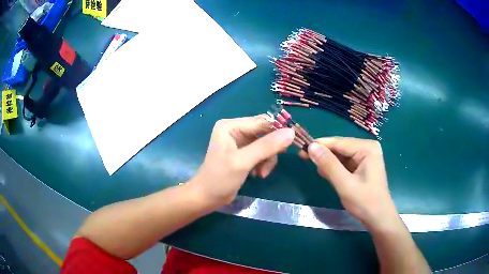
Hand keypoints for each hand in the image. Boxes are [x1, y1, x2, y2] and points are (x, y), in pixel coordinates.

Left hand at [189, 116, 294, 207]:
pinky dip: (263, 163)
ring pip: (266, 144)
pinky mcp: (244, 153)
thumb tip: (291, 132)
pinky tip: (258, 174)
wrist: (208, 197)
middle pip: (265, 133)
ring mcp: (240, 142)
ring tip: (262, 173)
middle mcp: (236, 130)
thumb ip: (266, 146)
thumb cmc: (220, 178)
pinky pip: (262, 153)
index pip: (261, 121)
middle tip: (276, 160)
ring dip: (268, 159)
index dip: (279, 129)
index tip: (294, 140)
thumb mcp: (243, 161)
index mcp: (231, 126)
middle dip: (271, 149)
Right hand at [300, 137, 399, 229]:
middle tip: (304, 160)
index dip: (319, 145)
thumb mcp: (345, 184)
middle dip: (323, 154)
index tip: (301, 149)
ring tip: (318, 170)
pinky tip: (327, 174)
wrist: (378, 218)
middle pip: (339, 147)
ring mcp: (366, 156)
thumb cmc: (364, 202)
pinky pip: (345, 162)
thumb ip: (329, 165)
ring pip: (341, 155)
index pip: (338, 142)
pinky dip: (335, 168)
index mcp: (367, 148)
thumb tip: (311, 147)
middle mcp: (367, 147)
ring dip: (328, 162)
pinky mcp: (363, 164)